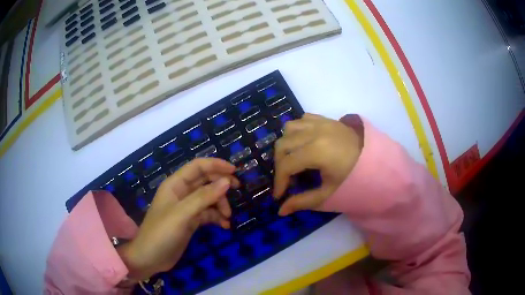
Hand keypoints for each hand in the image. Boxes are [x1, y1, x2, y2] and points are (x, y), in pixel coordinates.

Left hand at [118, 158, 237, 279]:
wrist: (150, 258)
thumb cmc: (161, 233)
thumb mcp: (182, 214)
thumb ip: (204, 197)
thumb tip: (227, 181)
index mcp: (175, 185)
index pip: (197, 166)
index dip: (216, 165)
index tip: (234, 171)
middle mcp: (181, 193)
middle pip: (205, 181)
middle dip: (221, 184)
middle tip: (237, 190)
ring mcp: (186, 208)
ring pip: (208, 198)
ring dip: (220, 204)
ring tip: (227, 216)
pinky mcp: (190, 221)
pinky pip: (207, 213)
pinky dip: (217, 217)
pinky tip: (224, 225)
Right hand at [273, 113, 362, 215]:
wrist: (377, 160)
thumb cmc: (355, 178)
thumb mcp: (329, 193)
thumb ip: (303, 202)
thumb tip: (281, 211)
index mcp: (317, 151)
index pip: (286, 165)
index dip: (279, 182)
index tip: (279, 195)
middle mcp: (315, 132)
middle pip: (282, 145)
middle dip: (279, 165)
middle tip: (287, 180)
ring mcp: (320, 123)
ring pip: (289, 128)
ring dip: (286, 144)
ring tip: (293, 159)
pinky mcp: (326, 119)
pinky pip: (302, 119)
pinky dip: (296, 131)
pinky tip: (303, 143)